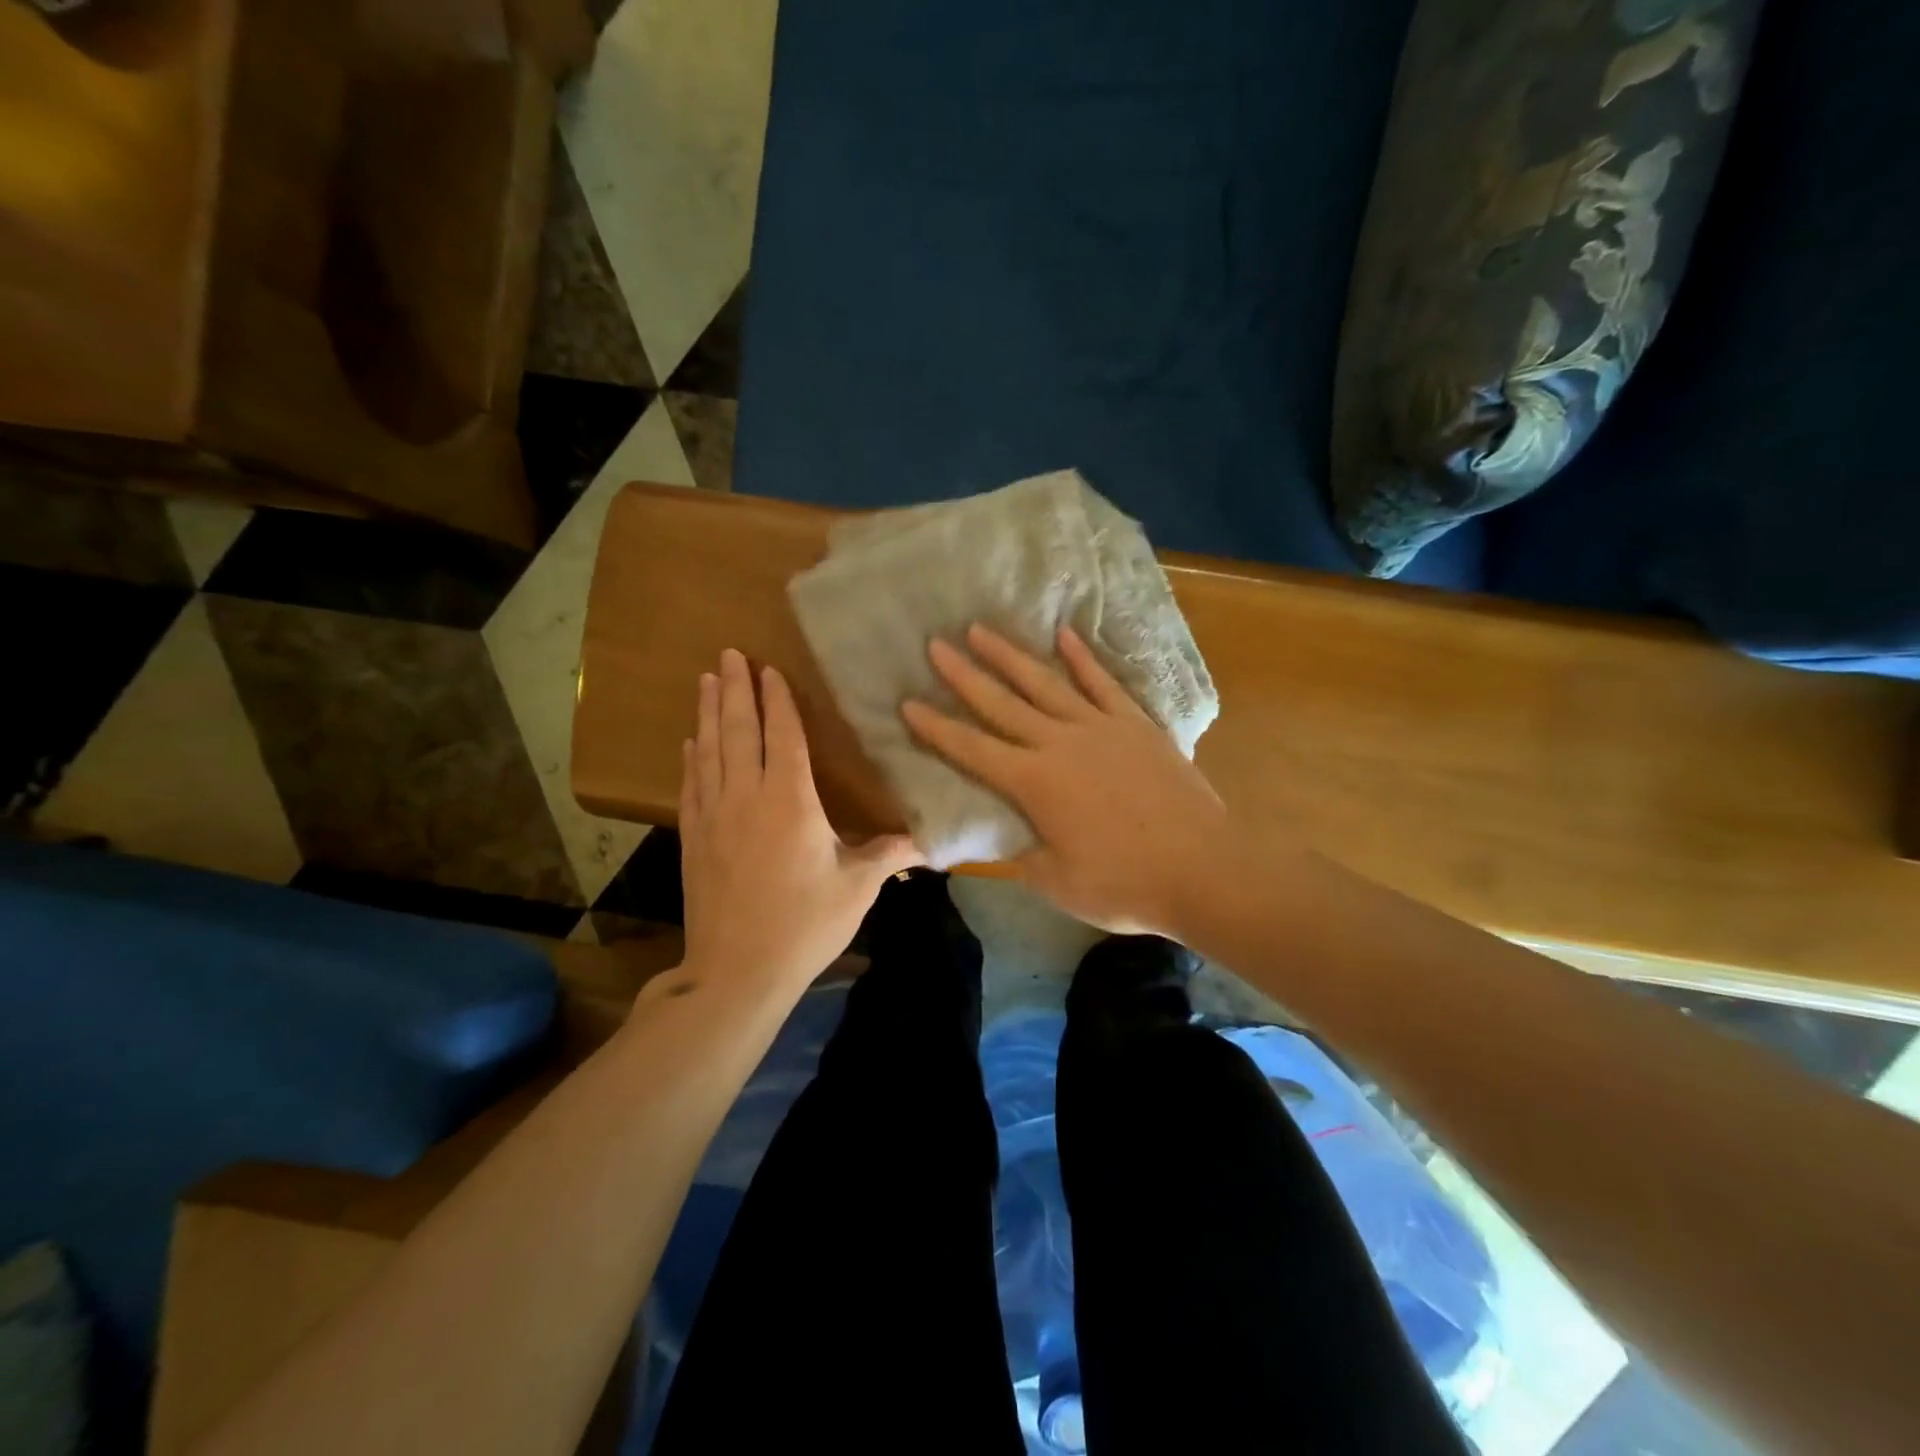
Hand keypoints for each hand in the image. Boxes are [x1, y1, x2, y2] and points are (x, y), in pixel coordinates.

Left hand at [679, 649, 921, 993]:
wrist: (737, 971)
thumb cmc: (805, 924)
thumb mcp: (857, 888)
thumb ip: (889, 855)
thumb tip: (929, 841)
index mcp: (790, 800)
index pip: (782, 735)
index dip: (777, 700)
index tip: (769, 669)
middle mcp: (747, 796)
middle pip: (738, 730)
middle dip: (733, 689)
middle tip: (728, 654)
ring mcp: (713, 816)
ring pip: (708, 751)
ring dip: (707, 713)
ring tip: (704, 681)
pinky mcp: (694, 839)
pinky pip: (691, 785)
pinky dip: (691, 758)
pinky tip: (690, 744)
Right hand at [901, 624, 1229, 935]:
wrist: (1203, 870)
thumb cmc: (1125, 884)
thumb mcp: (1058, 883)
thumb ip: (1023, 856)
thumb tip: (1003, 842)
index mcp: (1034, 784)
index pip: (972, 749)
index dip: (936, 728)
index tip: (908, 703)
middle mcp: (1059, 744)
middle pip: (1001, 704)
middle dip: (964, 675)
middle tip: (936, 645)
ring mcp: (1100, 728)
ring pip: (1045, 683)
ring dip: (1010, 656)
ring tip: (982, 629)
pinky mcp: (1136, 724)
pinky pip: (1102, 683)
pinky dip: (1081, 659)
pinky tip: (1063, 636)